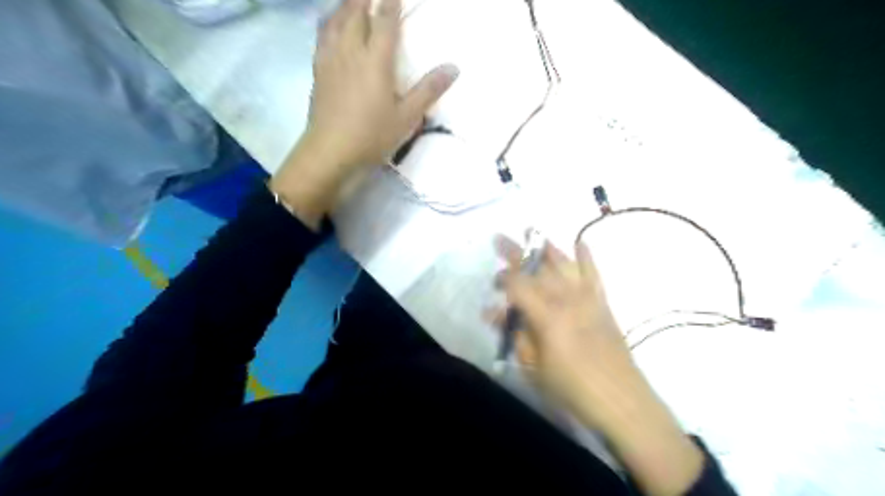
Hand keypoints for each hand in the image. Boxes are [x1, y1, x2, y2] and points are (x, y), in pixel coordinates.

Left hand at [270, 0, 460, 228]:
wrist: (331, 152)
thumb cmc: (372, 135)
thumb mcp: (407, 117)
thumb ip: (428, 90)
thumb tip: (453, 67)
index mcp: (376, 61)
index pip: (384, 21)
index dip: (391, 2)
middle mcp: (351, 51)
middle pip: (355, 12)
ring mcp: (330, 60)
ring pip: (336, 20)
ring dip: (346, 6)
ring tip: (354, 2)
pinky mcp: (318, 71)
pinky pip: (322, 36)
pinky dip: (329, 22)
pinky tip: (331, 26)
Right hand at [492, 236, 705, 495]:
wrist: (620, 399)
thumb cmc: (571, 387)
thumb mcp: (533, 366)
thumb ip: (515, 334)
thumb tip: (495, 313)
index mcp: (546, 315)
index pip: (518, 285)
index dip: (502, 279)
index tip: (493, 282)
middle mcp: (566, 298)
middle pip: (537, 268)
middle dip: (516, 252)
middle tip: (500, 238)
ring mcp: (587, 297)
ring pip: (564, 264)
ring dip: (546, 248)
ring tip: (533, 233)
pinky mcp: (602, 302)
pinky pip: (594, 273)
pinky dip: (587, 257)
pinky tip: (581, 242)